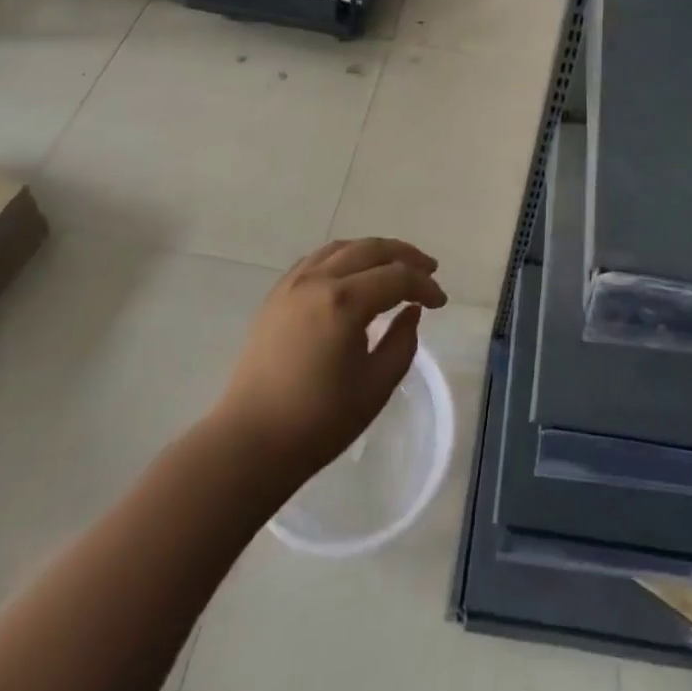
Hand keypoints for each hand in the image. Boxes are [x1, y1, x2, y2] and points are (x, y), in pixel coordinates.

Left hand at [213, 238, 446, 476]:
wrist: (251, 443)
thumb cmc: (318, 422)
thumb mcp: (375, 386)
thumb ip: (402, 342)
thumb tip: (412, 311)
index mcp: (344, 301)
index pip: (397, 277)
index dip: (425, 286)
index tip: (441, 302)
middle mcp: (318, 280)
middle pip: (371, 249)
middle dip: (405, 256)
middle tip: (428, 270)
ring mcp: (293, 284)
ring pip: (342, 247)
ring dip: (374, 251)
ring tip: (395, 265)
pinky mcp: (276, 295)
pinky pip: (316, 259)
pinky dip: (343, 257)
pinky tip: (353, 272)